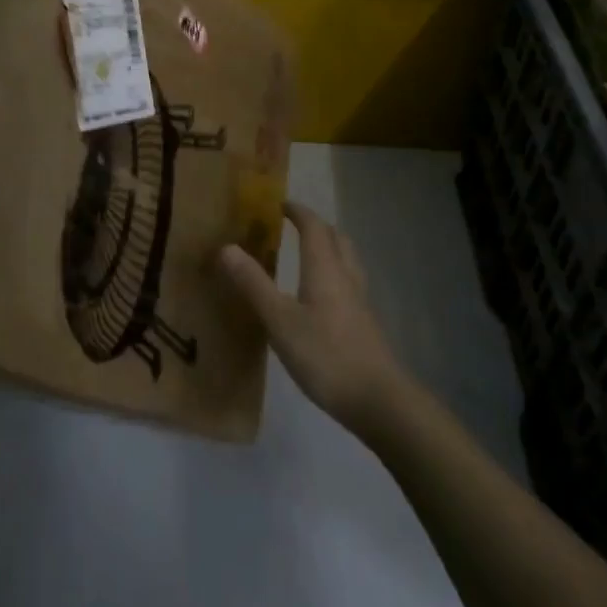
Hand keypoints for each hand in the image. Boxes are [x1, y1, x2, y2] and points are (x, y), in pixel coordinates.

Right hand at [219, 199, 407, 434]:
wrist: (379, 402)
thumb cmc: (326, 355)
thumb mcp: (280, 320)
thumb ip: (254, 284)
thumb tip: (227, 247)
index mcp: (325, 269)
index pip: (314, 227)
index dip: (298, 212)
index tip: (281, 204)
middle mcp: (346, 278)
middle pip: (337, 239)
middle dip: (317, 227)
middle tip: (295, 226)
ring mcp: (360, 303)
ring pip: (347, 262)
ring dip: (330, 249)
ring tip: (309, 256)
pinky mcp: (366, 326)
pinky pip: (350, 284)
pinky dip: (334, 276)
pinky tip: (322, 298)